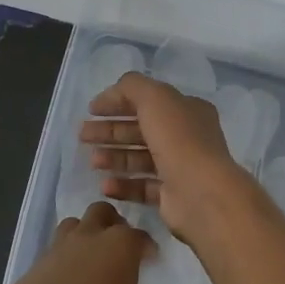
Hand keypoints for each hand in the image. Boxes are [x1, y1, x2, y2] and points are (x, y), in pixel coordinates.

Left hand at [0, 201, 154, 283]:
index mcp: (121, 242)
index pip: (141, 236)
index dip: (147, 247)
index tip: (149, 258)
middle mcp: (92, 233)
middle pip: (103, 211)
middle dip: (113, 222)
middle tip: (117, 243)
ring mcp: (62, 243)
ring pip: (75, 223)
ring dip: (85, 232)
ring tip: (90, 254)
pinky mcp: (40, 258)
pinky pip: (57, 247)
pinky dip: (66, 254)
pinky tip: (69, 274)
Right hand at [80, 73, 254, 244]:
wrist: (201, 193)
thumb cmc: (178, 140)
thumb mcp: (154, 98)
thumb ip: (131, 87)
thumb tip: (112, 94)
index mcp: (186, 111)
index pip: (148, 102)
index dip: (118, 102)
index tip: (91, 110)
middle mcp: (185, 138)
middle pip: (140, 131)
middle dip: (110, 131)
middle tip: (83, 136)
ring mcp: (180, 168)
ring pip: (140, 159)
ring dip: (114, 158)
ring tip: (93, 162)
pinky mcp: (172, 196)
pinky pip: (142, 188)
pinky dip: (123, 185)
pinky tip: (105, 186)